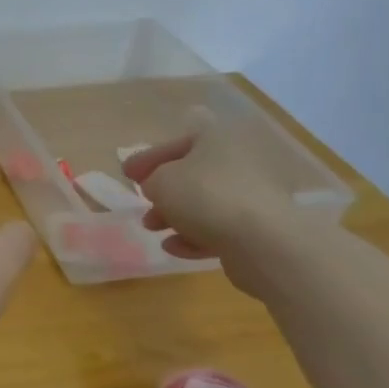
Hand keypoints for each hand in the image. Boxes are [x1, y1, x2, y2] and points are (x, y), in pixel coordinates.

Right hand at [122, 111, 300, 287]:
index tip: (127, 174)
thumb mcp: (161, 181)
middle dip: (163, 191)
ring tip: (152, 228)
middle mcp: (239, 162)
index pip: (177, 142)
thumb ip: (152, 180)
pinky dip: (194, 236)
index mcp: (218, 139)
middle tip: (143, 203)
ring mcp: (252, 196)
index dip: (148, 158)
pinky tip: (173, 248)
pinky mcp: (258, 229)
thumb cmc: (204, 196)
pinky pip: (219, 229)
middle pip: (193, 174)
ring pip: (205, 204)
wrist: (262, 241)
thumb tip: (158, 186)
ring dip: (175, 216)